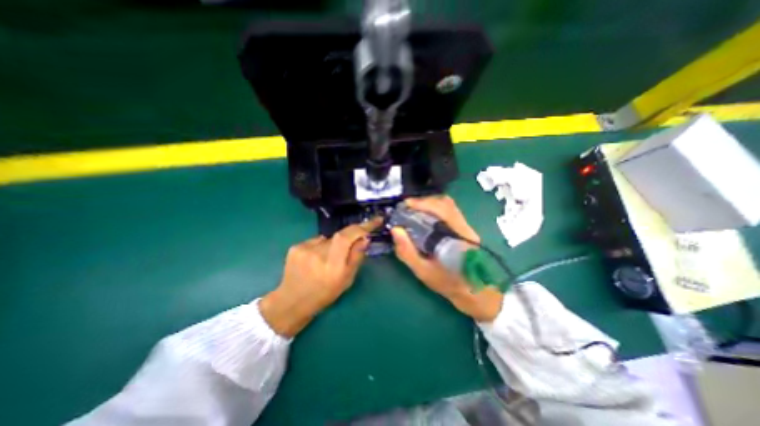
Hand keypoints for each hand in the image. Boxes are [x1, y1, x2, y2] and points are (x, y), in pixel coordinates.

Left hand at [262, 218, 382, 337]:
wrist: (293, 301)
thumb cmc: (325, 293)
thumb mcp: (347, 279)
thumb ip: (356, 256)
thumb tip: (365, 238)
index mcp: (333, 265)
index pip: (348, 236)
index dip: (363, 226)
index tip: (376, 220)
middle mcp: (318, 254)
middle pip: (339, 236)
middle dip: (347, 240)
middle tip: (343, 254)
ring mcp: (304, 248)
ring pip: (327, 238)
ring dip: (332, 245)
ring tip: (325, 260)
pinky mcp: (295, 247)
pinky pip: (316, 241)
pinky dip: (320, 247)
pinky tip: (314, 259)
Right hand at [391, 197, 503, 320]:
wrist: (473, 292)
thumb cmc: (448, 284)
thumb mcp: (423, 272)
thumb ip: (407, 252)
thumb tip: (395, 230)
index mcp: (458, 237)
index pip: (443, 210)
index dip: (423, 203)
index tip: (406, 204)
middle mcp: (465, 227)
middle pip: (446, 203)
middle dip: (424, 201)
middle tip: (407, 207)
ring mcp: (466, 227)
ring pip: (448, 205)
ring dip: (429, 204)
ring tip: (413, 210)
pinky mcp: (464, 228)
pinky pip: (448, 211)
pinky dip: (434, 209)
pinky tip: (424, 216)